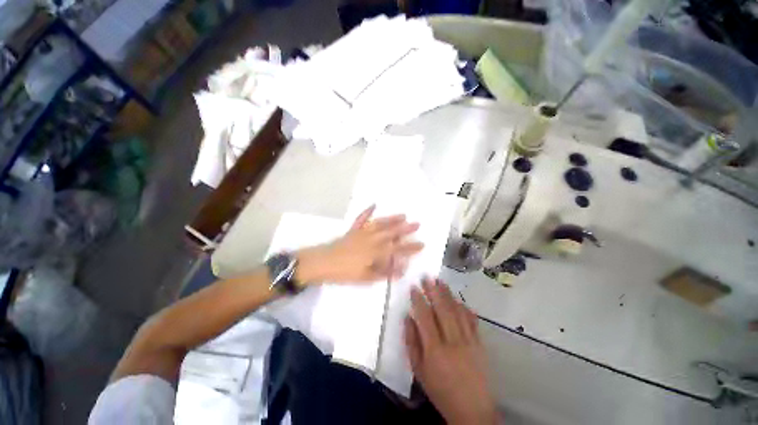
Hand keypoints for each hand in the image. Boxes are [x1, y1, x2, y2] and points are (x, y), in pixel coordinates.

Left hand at [295, 205, 423, 284]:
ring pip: (380, 224)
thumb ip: (384, 272)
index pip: (398, 250)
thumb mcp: (366, 278)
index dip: (411, 248)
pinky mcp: (353, 230)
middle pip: (392, 233)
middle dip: (406, 229)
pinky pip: (361, 219)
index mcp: (376, 252)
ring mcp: (362, 233)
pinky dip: (367, 211)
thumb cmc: (345, 273)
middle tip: (417, 224)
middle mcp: (372, 239)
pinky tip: (373, 204)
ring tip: (403, 215)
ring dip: (392, 219)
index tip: (422, 244)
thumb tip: (402, 269)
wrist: (323, 263)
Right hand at [405, 278, 497, 424]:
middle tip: (427, 277)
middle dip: (433, 291)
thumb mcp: (419, 371)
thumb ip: (411, 342)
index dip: (419, 300)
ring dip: (448, 294)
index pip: (425, 317)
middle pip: (442, 310)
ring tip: (440, 281)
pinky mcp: (480, 343)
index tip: (414, 287)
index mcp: (435, 350)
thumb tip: (407, 318)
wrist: (472, 409)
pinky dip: (464, 307)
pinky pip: (471, 320)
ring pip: (457, 311)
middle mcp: (453, 341)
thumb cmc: (440, 390)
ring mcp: (469, 341)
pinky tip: (458, 299)